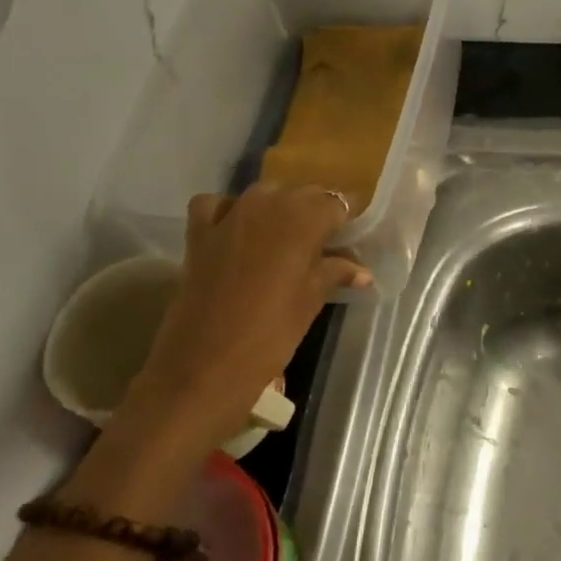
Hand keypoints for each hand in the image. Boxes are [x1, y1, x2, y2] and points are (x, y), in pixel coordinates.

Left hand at [124, 185, 369, 445]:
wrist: (202, 367)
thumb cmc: (271, 336)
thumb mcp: (311, 302)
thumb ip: (335, 274)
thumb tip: (362, 271)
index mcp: (302, 221)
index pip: (336, 203)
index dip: (347, 218)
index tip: (354, 234)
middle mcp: (266, 206)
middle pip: (301, 193)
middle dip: (317, 211)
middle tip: (328, 241)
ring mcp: (229, 217)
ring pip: (263, 194)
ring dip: (279, 208)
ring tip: (290, 237)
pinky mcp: (199, 234)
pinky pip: (218, 205)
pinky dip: (231, 211)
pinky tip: (239, 231)